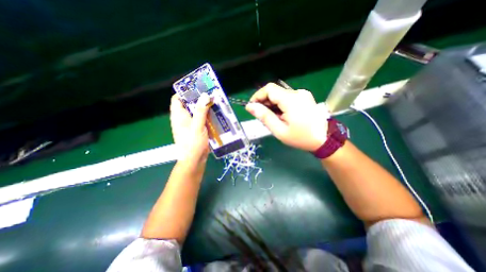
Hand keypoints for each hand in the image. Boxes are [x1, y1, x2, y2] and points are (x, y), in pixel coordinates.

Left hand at [169, 92, 209, 163]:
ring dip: (204, 108)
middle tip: (210, 95)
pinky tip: (215, 115)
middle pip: (188, 105)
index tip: (197, 88)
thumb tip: (205, 95)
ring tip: (215, 103)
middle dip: (199, 99)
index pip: (177, 99)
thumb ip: (201, 111)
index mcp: (178, 116)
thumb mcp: (197, 126)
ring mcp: (190, 125)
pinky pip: (201, 119)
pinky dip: (207, 116)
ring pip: (196, 112)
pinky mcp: (196, 130)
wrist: (194, 160)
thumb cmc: (193, 143)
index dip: (185, 92)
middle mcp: (183, 119)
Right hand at [247, 82, 329, 150]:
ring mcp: (302, 94)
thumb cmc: (301, 138)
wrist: (324, 140)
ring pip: (280, 95)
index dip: (258, 96)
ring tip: (272, 118)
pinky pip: (287, 98)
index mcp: (291, 100)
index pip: (269, 89)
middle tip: (262, 116)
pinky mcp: (304, 97)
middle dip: (264, 102)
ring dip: (272, 104)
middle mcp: (297, 93)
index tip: (252, 107)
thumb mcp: (279, 130)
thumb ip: (264, 116)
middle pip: (274, 91)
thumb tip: (250, 106)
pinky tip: (281, 115)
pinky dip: (280, 105)